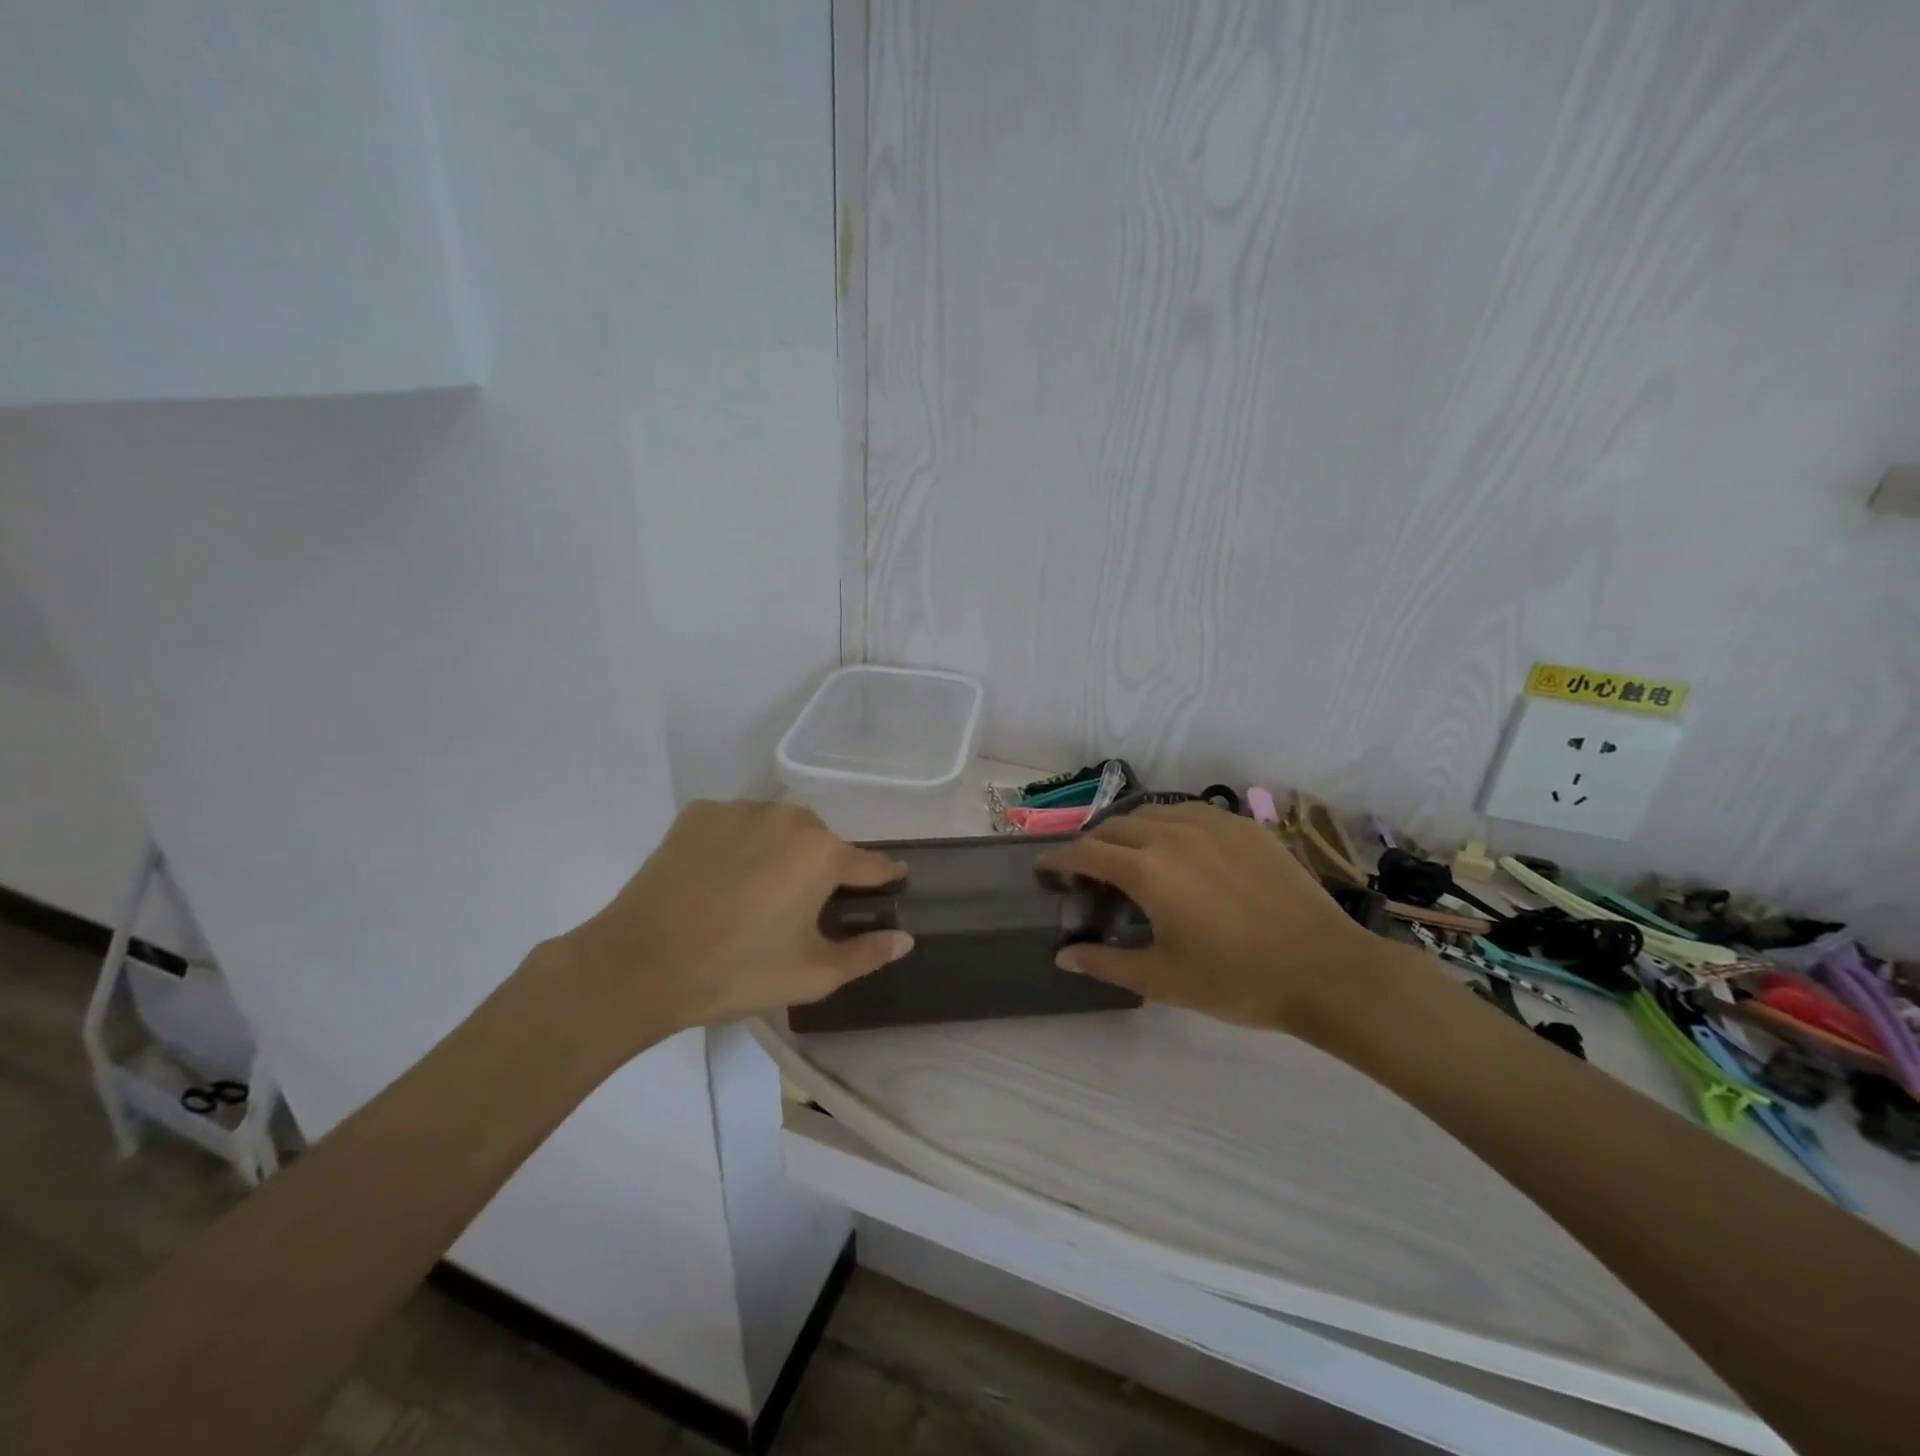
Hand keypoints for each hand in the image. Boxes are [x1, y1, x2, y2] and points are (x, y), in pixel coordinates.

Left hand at [552, 800, 912, 1049]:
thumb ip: (866, 954)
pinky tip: (719, 878)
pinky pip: (735, 824)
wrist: (639, 964)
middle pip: (821, 841)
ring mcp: (739, 810)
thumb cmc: (737, 971)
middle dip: (822, 868)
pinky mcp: (698, 814)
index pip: (870, 863)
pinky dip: (737, 844)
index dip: (884, 876)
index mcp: (822, 853)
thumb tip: (904, 940)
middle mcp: (788, 818)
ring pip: (777, 827)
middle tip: (803, 907)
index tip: (893, 881)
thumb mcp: (811, 975)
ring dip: (779, 851)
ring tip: (756, 892)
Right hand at [1038, 803, 1380, 1034]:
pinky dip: (1169, 823)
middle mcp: (1173, 835)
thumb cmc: (1236, 980)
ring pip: (1153, 812)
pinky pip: (1191, 811)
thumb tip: (1062, 956)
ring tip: (1129, 854)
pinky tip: (1178, 845)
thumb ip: (1106, 963)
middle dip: (1092, 844)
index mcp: (1147, 871)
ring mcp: (1212, 824)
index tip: (1045, 868)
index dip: (1059, 859)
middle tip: (1088, 870)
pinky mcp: (1244, 826)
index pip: (1087, 852)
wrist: (1324, 969)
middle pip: (1115, 826)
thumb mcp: (1163, 980)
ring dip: (1129, 830)